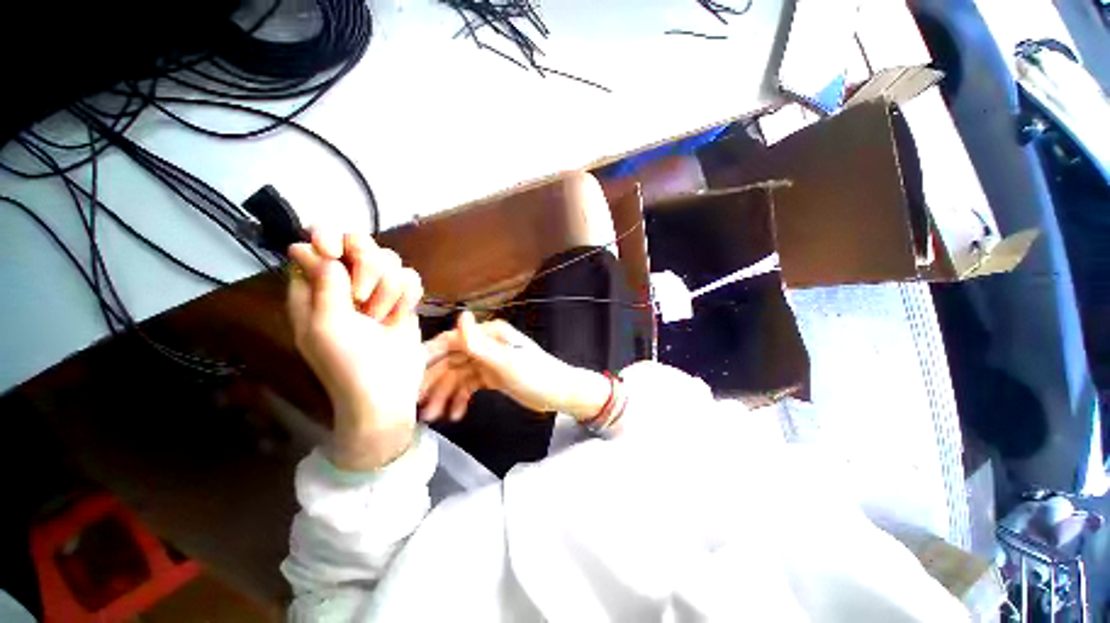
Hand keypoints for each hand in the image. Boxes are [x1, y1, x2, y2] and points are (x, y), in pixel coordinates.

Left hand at [287, 230, 424, 470]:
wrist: (387, 389)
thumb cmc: (347, 363)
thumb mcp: (324, 325)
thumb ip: (321, 284)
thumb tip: (313, 247)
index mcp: (316, 287)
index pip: (318, 242)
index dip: (328, 237)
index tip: (335, 253)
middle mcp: (348, 283)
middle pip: (361, 244)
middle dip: (367, 267)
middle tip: (362, 296)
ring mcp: (379, 291)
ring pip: (392, 261)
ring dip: (389, 290)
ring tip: (381, 318)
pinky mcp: (405, 300)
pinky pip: (412, 278)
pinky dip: (409, 296)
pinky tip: (402, 315)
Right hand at [419, 312, 610, 422]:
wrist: (560, 394)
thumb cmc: (536, 377)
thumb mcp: (506, 363)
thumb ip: (480, 344)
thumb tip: (460, 314)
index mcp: (490, 335)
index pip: (451, 342)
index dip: (428, 358)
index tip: (406, 378)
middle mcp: (486, 344)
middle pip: (452, 361)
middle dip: (435, 383)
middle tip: (417, 407)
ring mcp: (489, 361)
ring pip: (459, 376)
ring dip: (445, 395)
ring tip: (435, 417)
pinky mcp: (492, 376)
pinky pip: (469, 386)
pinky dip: (461, 399)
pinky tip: (456, 414)